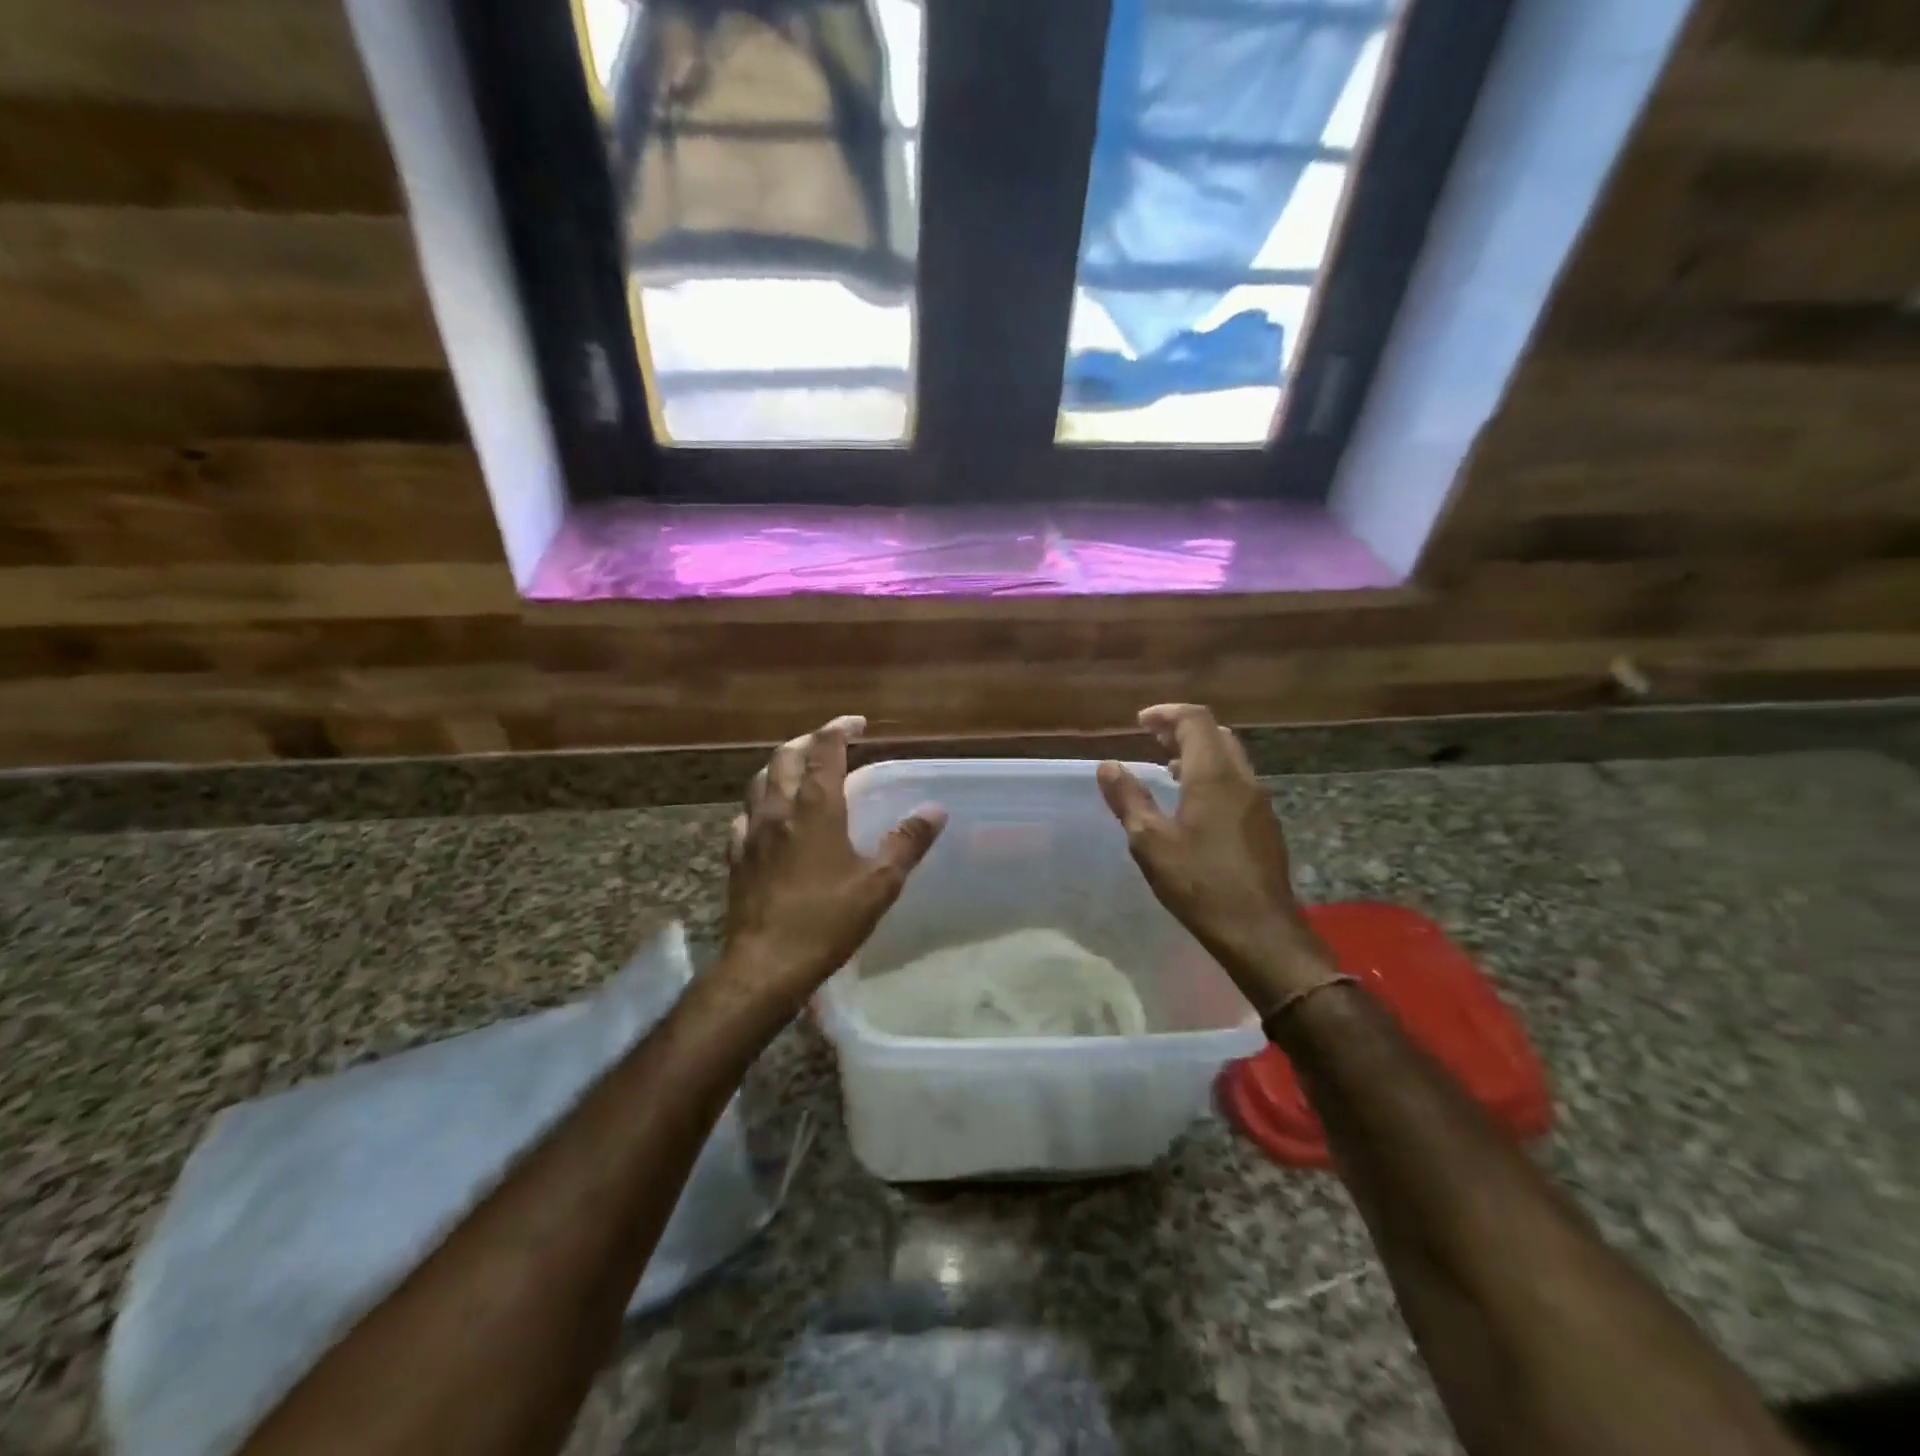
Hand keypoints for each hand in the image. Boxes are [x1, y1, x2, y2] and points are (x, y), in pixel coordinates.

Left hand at [718, 715, 945, 1015]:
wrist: (765, 965)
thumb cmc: (827, 921)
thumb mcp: (880, 884)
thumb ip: (907, 842)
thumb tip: (935, 809)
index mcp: (816, 808)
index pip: (825, 750)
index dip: (840, 729)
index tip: (857, 723)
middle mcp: (779, 810)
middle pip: (785, 757)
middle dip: (808, 741)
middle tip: (829, 742)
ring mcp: (751, 832)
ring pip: (759, 781)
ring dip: (780, 766)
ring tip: (799, 771)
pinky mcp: (736, 857)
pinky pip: (745, 816)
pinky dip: (761, 804)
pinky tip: (769, 818)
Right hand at [1097, 704, 1331, 1014]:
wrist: (1260, 931)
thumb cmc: (1200, 883)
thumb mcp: (1150, 842)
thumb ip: (1128, 799)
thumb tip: (1108, 766)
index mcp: (1214, 775)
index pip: (1195, 721)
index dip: (1166, 714)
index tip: (1139, 722)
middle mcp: (1242, 779)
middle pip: (1216, 734)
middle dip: (1182, 730)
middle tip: (1151, 739)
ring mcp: (1259, 802)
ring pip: (1230, 758)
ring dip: (1198, 753)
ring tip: (1167, 767)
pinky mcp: (1265, 825)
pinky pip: (1237, 782)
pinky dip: (1212, 775)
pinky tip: (1193, 803)